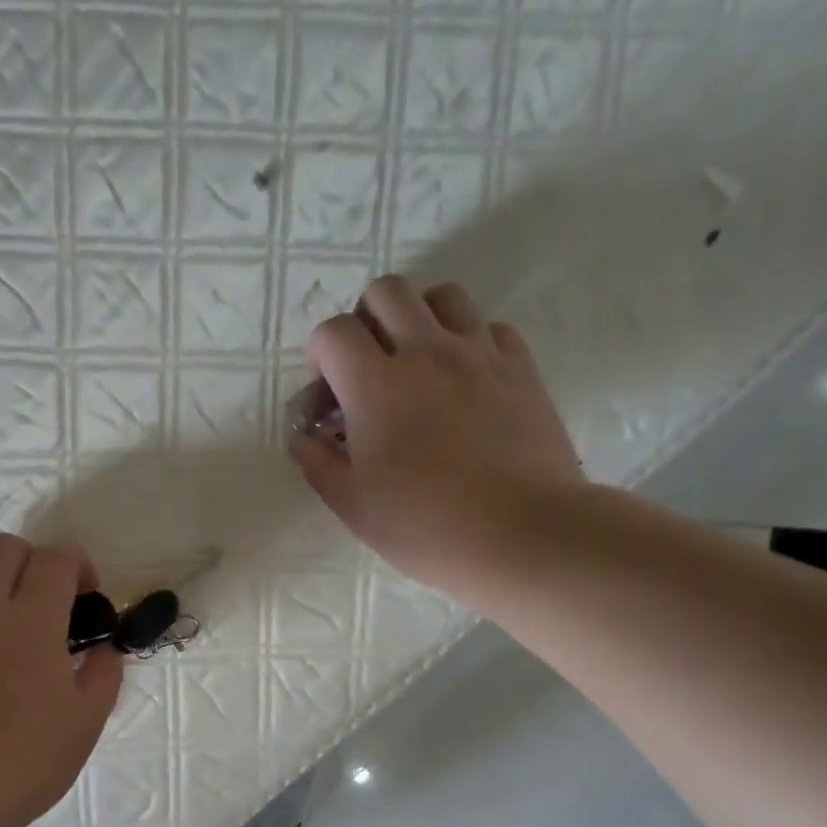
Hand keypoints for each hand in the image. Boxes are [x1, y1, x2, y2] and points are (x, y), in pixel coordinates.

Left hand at [0, 536, 122, 826]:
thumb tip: (102, 651)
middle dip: (33, 560)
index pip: (55, 559)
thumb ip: (102, 674)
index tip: (88, 594)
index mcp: (30, 619)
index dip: (79, 565)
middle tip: (47, 597)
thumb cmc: (24, 757)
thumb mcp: (85, 721)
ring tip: (6, 617)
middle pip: (3, 548)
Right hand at [289, 275, 583, 606]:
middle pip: (386, 291)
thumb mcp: (354, 508)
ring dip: (419, 319)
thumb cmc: (427, 528)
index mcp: (376, 387)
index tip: (327, 392)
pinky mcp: (521, 367)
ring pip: (442, 296)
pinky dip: (468, 340)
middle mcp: (426, 353)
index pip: (333, 332)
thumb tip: (303, 437)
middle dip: (365, 320)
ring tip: (418, 364)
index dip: (319, 355)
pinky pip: (489, 326)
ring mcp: (479, 354)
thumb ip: (319, 464)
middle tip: (368, 367)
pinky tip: (465, 380)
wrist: (523, 534)